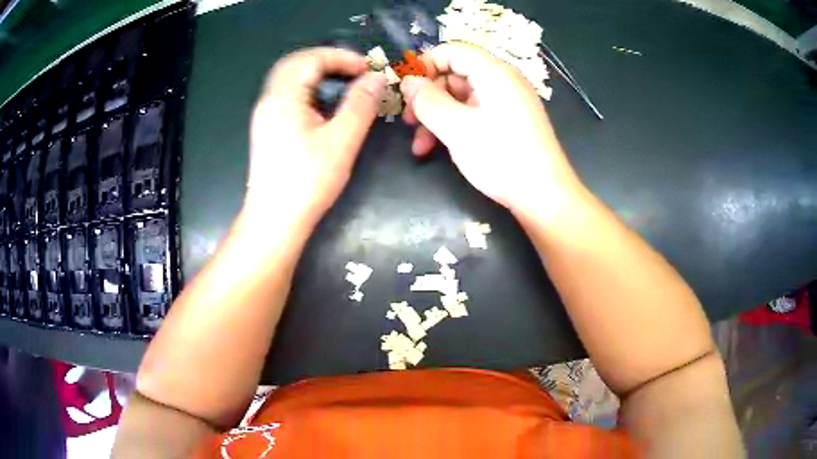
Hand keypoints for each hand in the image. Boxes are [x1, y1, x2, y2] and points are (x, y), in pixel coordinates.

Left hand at [246, 47, 386, 227]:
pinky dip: (309, 89)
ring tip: (346, 83)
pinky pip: (288, 94)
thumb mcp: (341, 141)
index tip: (368, 69)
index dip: (342, 57)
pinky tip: (325, 104)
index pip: (311, 59)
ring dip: (318, 73)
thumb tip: (377, 77)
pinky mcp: (268, 127)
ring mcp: (265, 114)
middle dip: (329, 61)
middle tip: (357, 72)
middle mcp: (269, 100)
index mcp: (283, 97)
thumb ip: (361, 104)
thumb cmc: (307, 182)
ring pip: (290, 78)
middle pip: (297, 63)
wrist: (274, 220)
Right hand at [400, 43, 581, 216]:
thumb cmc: (501, 157)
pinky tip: (437, 148)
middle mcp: (502, 81)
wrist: (544, 196)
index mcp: (494, 72)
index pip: (453, 50)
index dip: (425, 64)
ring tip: (419, 144)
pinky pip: (474, 113)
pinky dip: (454, 126)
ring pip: (461, 98)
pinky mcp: (508, 121)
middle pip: (455, 74)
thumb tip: (408, 81)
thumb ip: (427, 101)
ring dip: (436, 117)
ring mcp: (507, 102)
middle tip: (407, 120)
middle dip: (428, 96)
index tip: (405, 88)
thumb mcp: (457, 128)